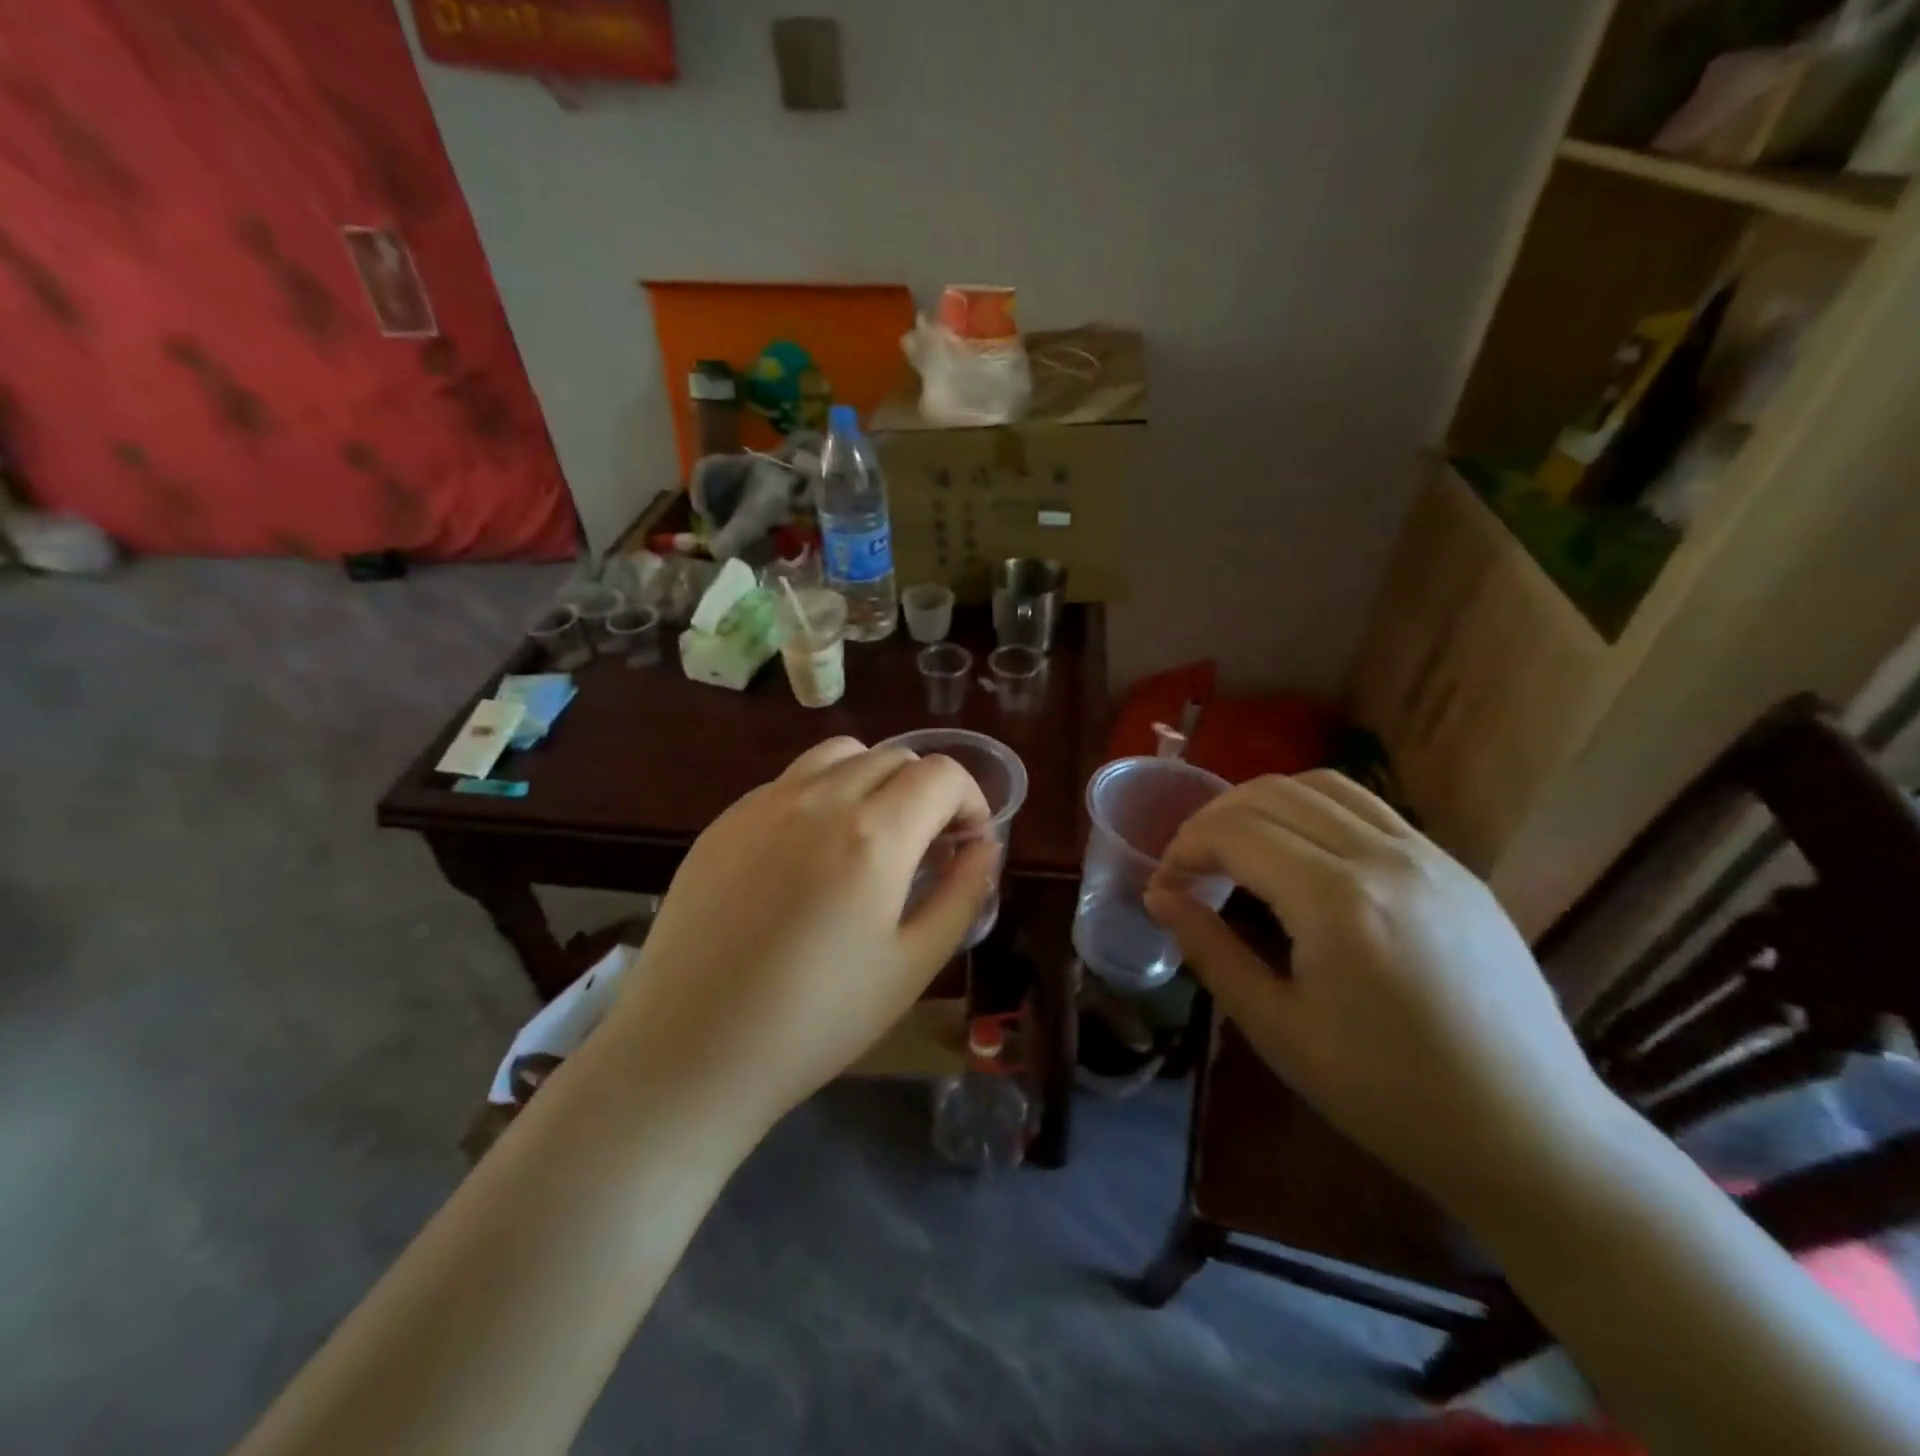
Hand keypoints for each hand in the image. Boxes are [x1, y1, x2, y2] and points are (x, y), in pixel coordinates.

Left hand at [595, 737, 996, 1134]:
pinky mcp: (725, 820)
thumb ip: (962, 894)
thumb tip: (985, 847)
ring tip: (872, 835)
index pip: (941, 774)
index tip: (969, 842)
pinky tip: (810, 854)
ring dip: (874, 779)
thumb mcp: (912, 965)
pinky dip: (823, 794)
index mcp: (874, 834)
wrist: (690, 1050)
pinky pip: (790, 781)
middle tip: (927, 847)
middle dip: (926, 791)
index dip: (970, 799)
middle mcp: (819, 798)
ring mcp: (764, 803)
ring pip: (839, 755)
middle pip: (894, 756)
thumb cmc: (817, 1020)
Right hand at [1144, 770, 1611, 1210]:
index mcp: (1336, 900)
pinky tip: (1304, 856)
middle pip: (1271, 794)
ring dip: (1263, 803)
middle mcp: (1383, 856)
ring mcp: (1428, 854)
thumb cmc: (1389, 1095)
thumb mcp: (1277, 1029)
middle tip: (1191, 866)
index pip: (1233, 832)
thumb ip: (1210, 950)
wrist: (1531, 1135)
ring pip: (1322, 785)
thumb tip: (1161, 896)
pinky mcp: (1454, 866)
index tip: (1165, 886)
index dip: (1183, 849)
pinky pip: (1368, 808)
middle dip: (1213, 819)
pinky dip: (1314, 810)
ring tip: (1240, 848)